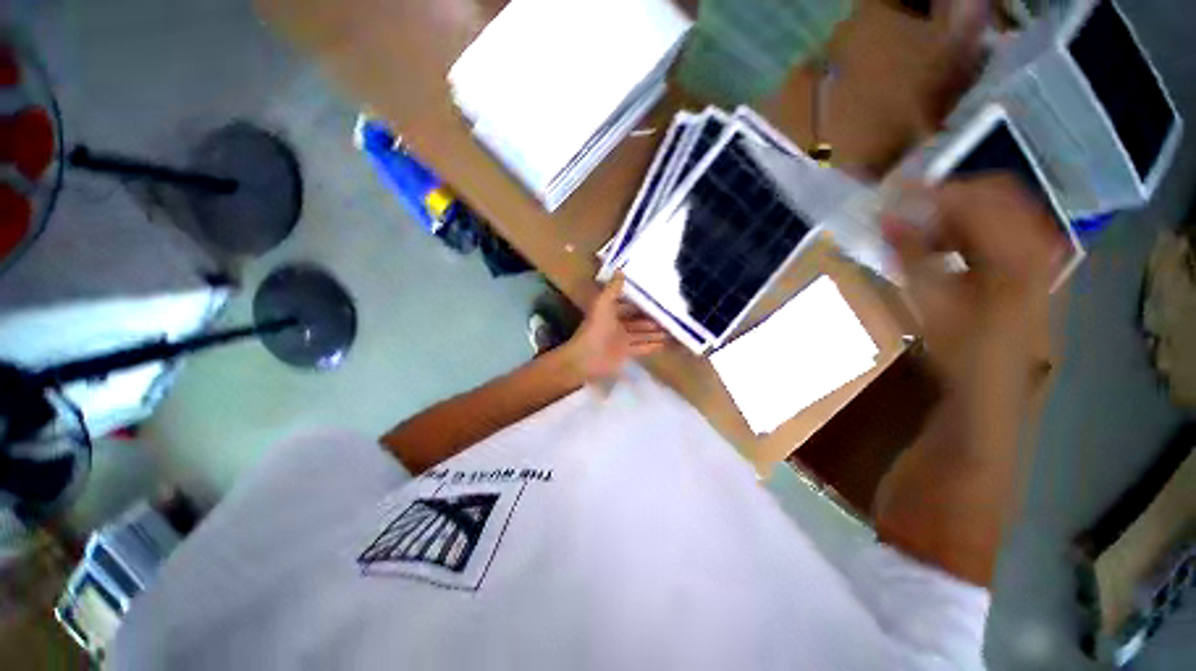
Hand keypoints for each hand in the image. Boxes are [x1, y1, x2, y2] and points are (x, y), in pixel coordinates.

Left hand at [565, 274, 668, 383]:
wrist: (587, 357)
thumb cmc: (595, 328)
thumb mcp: (603, 304)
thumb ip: (613, 288)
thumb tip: (620, 269)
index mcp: (610, 312)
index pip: (629, 305)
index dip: (641, 302)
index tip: (658, 297)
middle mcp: (617, 325)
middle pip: (638, 320)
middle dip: (652, 317)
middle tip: (672, 313)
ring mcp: (622, 340)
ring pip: (642, 334)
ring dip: (656, 332)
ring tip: (674, 327)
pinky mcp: (626, 353)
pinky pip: (643, 348)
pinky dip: (654, 345)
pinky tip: (666, 343)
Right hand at [882, 176, 1058, 382]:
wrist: (995, 391)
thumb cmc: (962, 353)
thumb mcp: (931, 304)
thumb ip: (911, 257)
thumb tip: (887, 219)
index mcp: (1015, 255)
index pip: (975, 199)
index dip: (932, 191)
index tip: (893, 192)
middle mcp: (1036, 245)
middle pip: (995, 194)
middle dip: (947, 197)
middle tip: (908, 209)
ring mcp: (1040, 255)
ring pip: (1001, 209)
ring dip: (959, 213)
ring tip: (922, 232)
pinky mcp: (1034, 266)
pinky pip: (1005, 228)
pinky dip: (972, 229)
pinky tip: (947, 248)